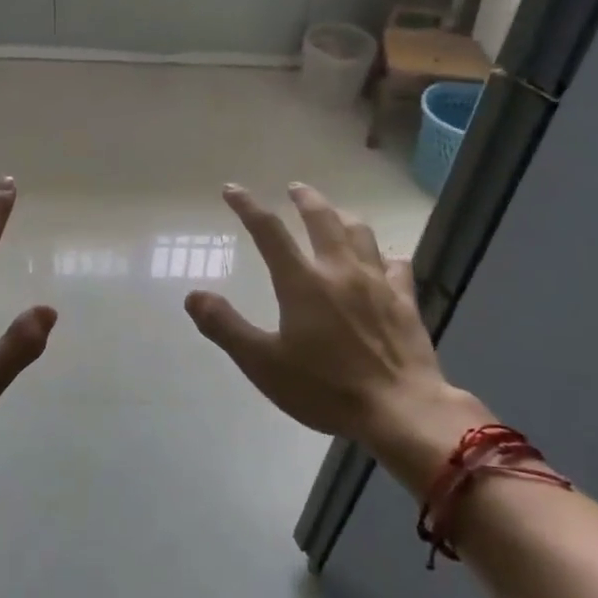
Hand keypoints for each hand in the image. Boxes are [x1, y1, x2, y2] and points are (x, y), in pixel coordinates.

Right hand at [184, 182, 490, 490]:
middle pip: (322, 220)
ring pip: (360, 234)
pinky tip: (384, 260)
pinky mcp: (405, 301)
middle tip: (295, 188)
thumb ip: (225, 326)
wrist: (399, 409)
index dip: (247, 207)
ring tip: (335, 214)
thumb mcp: (262, 363)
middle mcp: (340, 271)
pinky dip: (384, 256)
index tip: (232, 190)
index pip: (269, 232)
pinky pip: (396, 265)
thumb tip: (193, 295)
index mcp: (302, 282)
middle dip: (305, 199)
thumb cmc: (324, 388)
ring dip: (343, 217)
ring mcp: (377, 283)